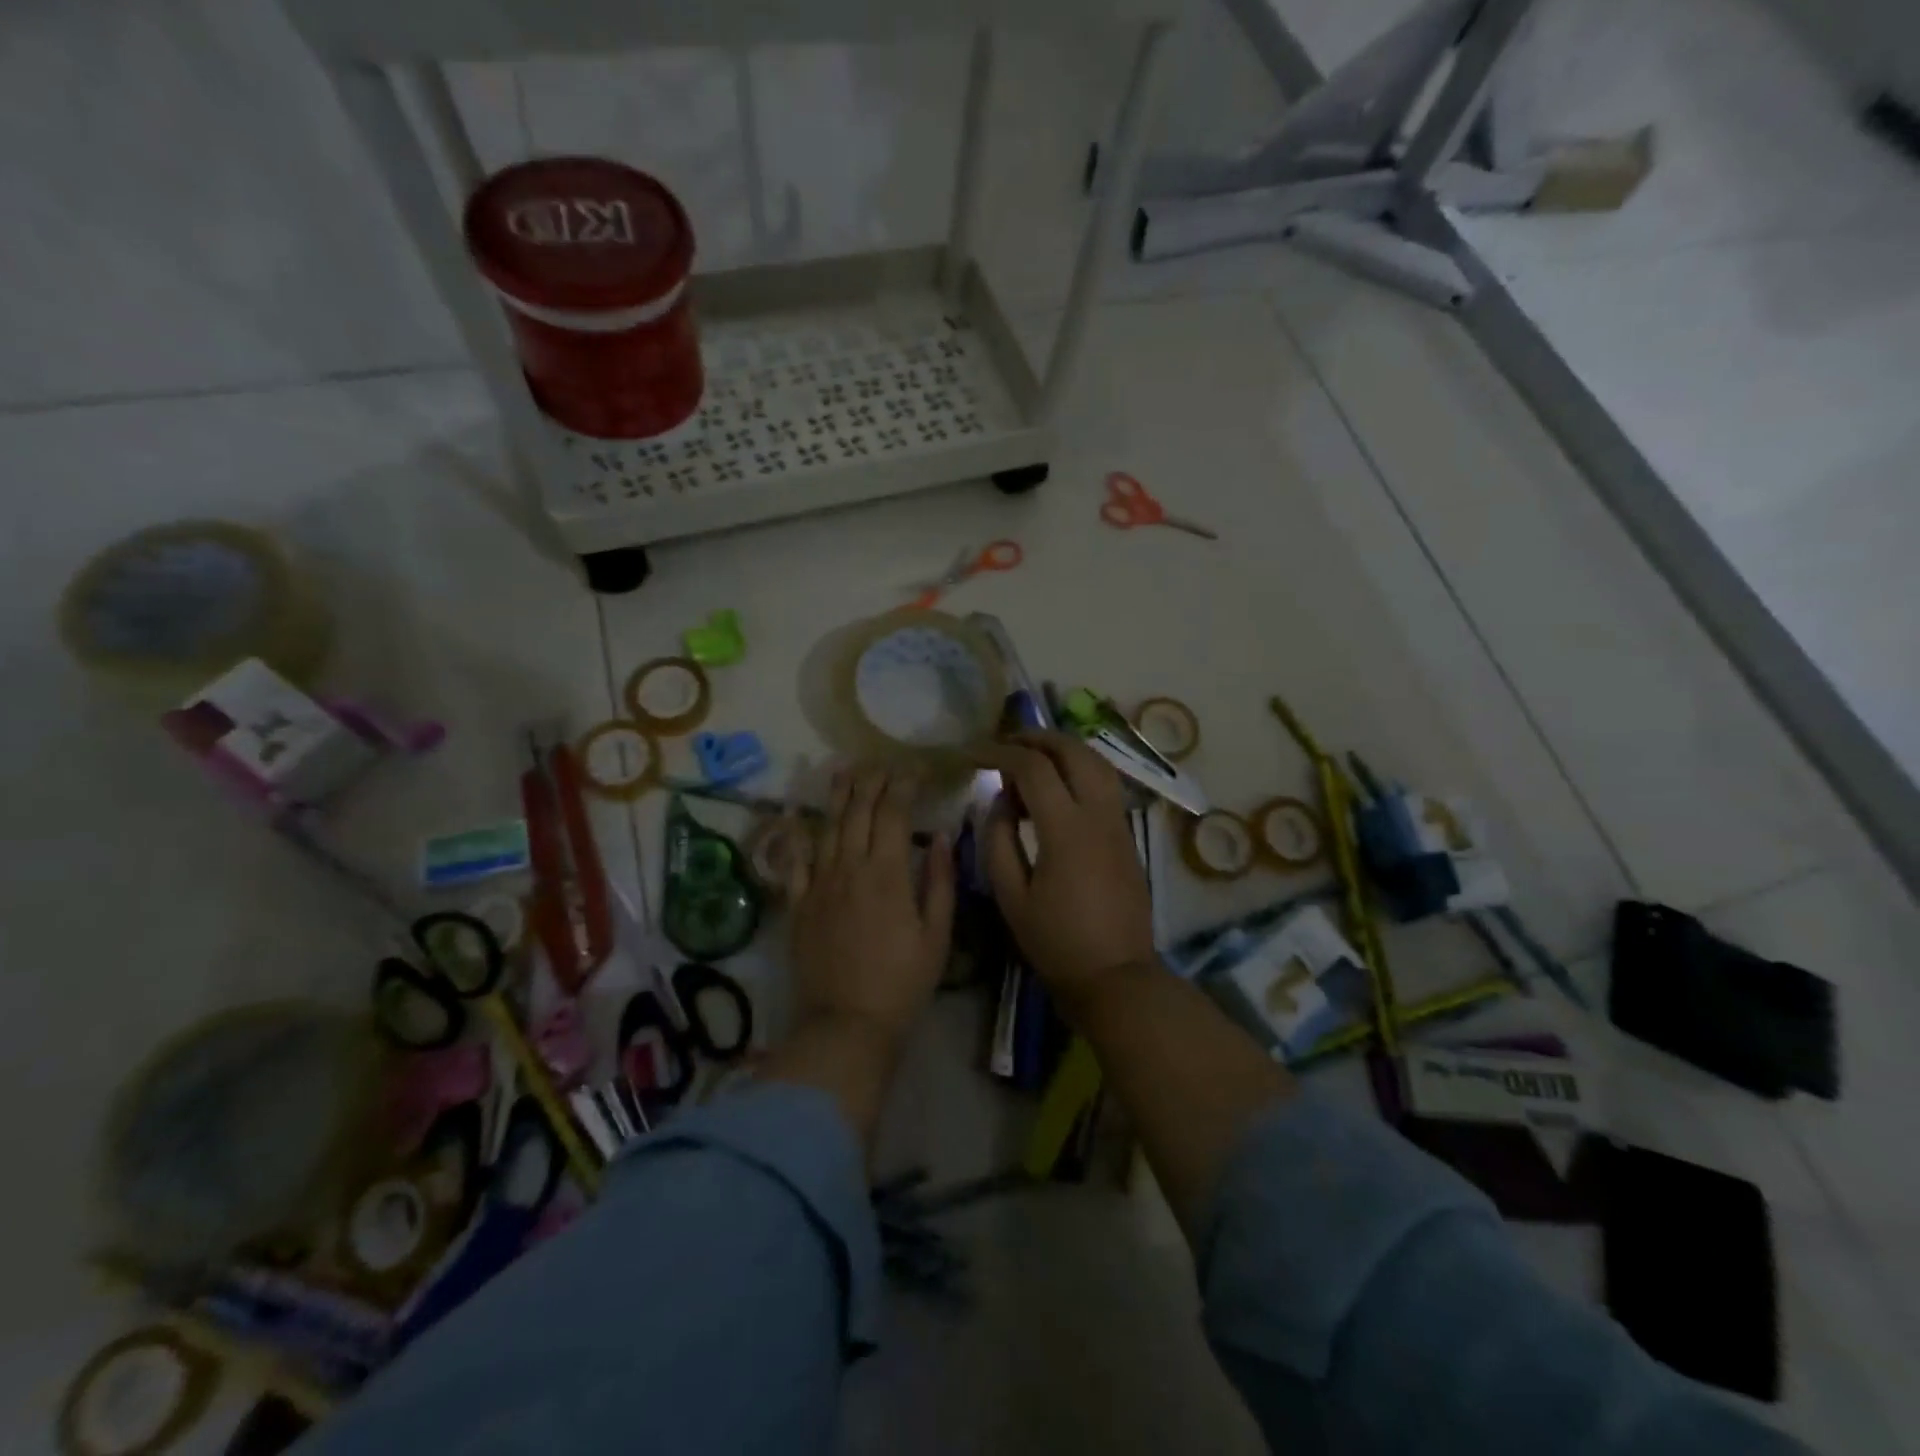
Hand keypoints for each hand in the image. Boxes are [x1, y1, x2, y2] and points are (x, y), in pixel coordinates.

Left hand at [786, 766, 955, 1046]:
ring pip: (826, 827)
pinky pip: (794, 861)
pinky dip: (796, 835)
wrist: (847, 1023)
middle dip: (871, 781)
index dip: (903, 784)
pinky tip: (796, 815)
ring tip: (844, 769)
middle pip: (858, 811)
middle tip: (881, 762)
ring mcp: (818, 884)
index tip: (914, 768)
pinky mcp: (797, 904)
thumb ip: (940, 881)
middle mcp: (849, 868)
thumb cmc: (902, 982)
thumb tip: (942, 836)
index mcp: (887, 873)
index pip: (893, 813)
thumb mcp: (937, 935)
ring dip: (836, 795)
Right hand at [980, 732, 1156, 1012]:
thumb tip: (999, 801)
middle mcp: (1098, 815)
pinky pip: (1105, 783)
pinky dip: (1079, 768)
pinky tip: (1058, 784)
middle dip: (1037, 738)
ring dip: (1063, 748)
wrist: (1116, 976)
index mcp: (1066, 830)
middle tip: (1005, 743)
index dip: (1000, 753)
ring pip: (1097, 762)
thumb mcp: (1012, 897)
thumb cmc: (1056, 942)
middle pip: (1073, 751)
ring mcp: (1119, 822)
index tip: (974, 754)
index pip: (1033, 768)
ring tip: (1032, 755)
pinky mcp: (1127, 834)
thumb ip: (998, 841)